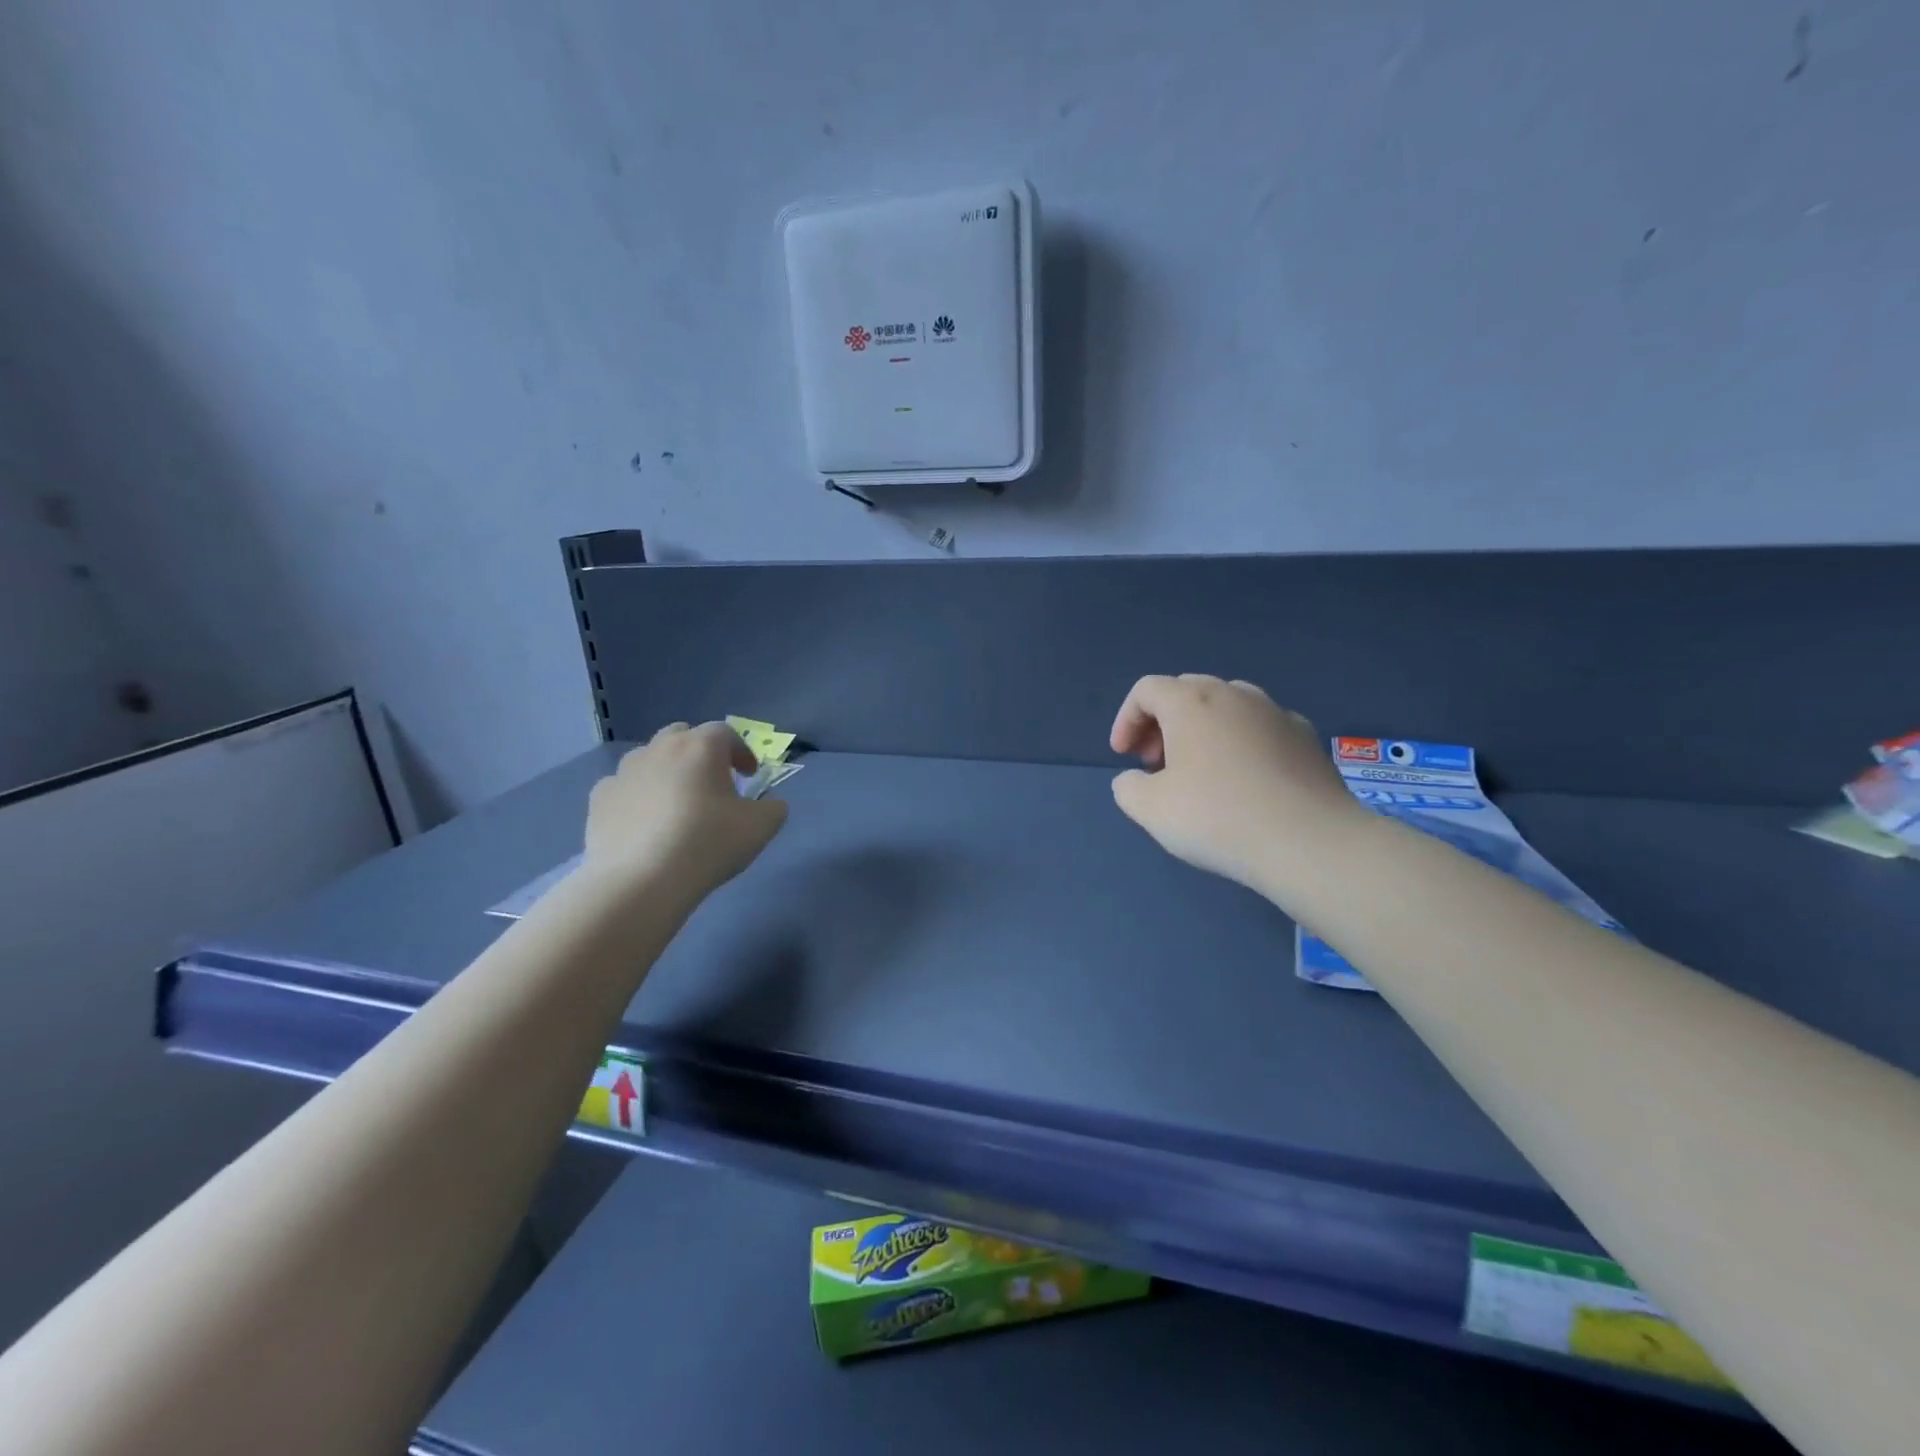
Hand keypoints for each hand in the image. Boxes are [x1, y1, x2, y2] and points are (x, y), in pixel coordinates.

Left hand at [585, 722, 787, 894]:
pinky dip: (636, 796)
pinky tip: (643, 822)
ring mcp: (624, 772)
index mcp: (701, 747)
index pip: (726, 733)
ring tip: (676, 803)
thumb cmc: (708, 844)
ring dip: (666, 771)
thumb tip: (770, 804)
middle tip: (712, 782)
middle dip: (699, 752)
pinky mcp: (599, 799)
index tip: (750, 775)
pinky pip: (622, 787)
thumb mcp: (761, 827)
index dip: (741, 751)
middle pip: (682, 735)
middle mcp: (659, 749)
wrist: (641, 881)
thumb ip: (773, 808)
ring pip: (649, 758)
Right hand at [1109, 675, 1362, 891]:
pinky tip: (1246, 780)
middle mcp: (1235, 694)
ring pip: (1228, 706)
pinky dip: (1242, 743)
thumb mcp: (1150, 809)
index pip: (1146, 690)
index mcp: (1191, 702)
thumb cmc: (1217, 817)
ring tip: (1200, 770)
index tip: (1124, 757)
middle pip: (1187, 691)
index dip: (1127, 720)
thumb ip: (1128, 787)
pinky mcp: (1307, 737)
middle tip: (1156, 762)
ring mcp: (1276, 712)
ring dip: (1203, 729)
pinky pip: (1262, 728)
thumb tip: (1134, 779)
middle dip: (1163, 722)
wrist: (1309, 842)